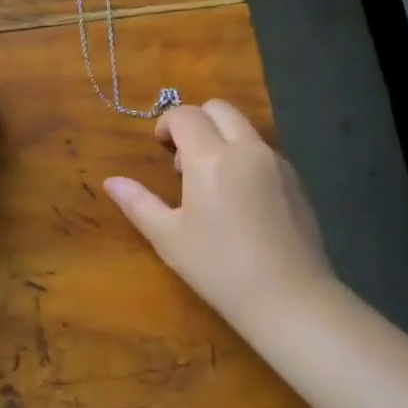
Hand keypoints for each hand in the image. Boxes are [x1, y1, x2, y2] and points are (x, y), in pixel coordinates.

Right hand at [104, 99, 333, 324]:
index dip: (166, 124)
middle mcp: (246, 149)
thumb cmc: (220, 268)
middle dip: (196, 120)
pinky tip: (240, 198)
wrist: (290, 299)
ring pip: (243, 127)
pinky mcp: (295, 180)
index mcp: (210, 158)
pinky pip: (263, 150)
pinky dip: (244, 155)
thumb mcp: (169, 238)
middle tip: (183, 159)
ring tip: (211, 181)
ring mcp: (276, 162)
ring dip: (221, 137)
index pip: (185, 115)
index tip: (159, 146)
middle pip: (218, 108)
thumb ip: (138, 203)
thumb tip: (112, 181)